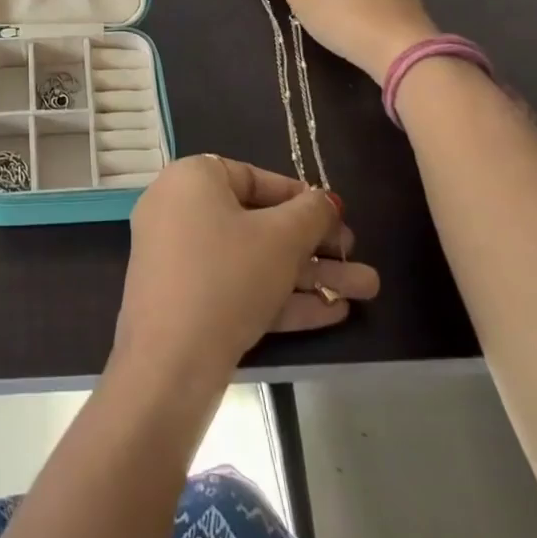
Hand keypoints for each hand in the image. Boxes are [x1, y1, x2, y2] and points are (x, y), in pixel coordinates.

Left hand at [110, 155, 379, 399]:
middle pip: (257, 222)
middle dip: (314, 245)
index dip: (300, 197)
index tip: (337, 216)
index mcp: (191, 179)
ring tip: (366, 291)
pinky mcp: (185, 299)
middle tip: (355, 257)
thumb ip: (311, 213)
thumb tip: (326, 201)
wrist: (170, 359)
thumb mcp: (281, 238)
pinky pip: (237, 286)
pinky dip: (279, 296)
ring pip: (253, 260)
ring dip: (309, 275)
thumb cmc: (228, 275)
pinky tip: (333, 313)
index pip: (253, 178)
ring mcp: (179, 257)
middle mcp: (178, 210)